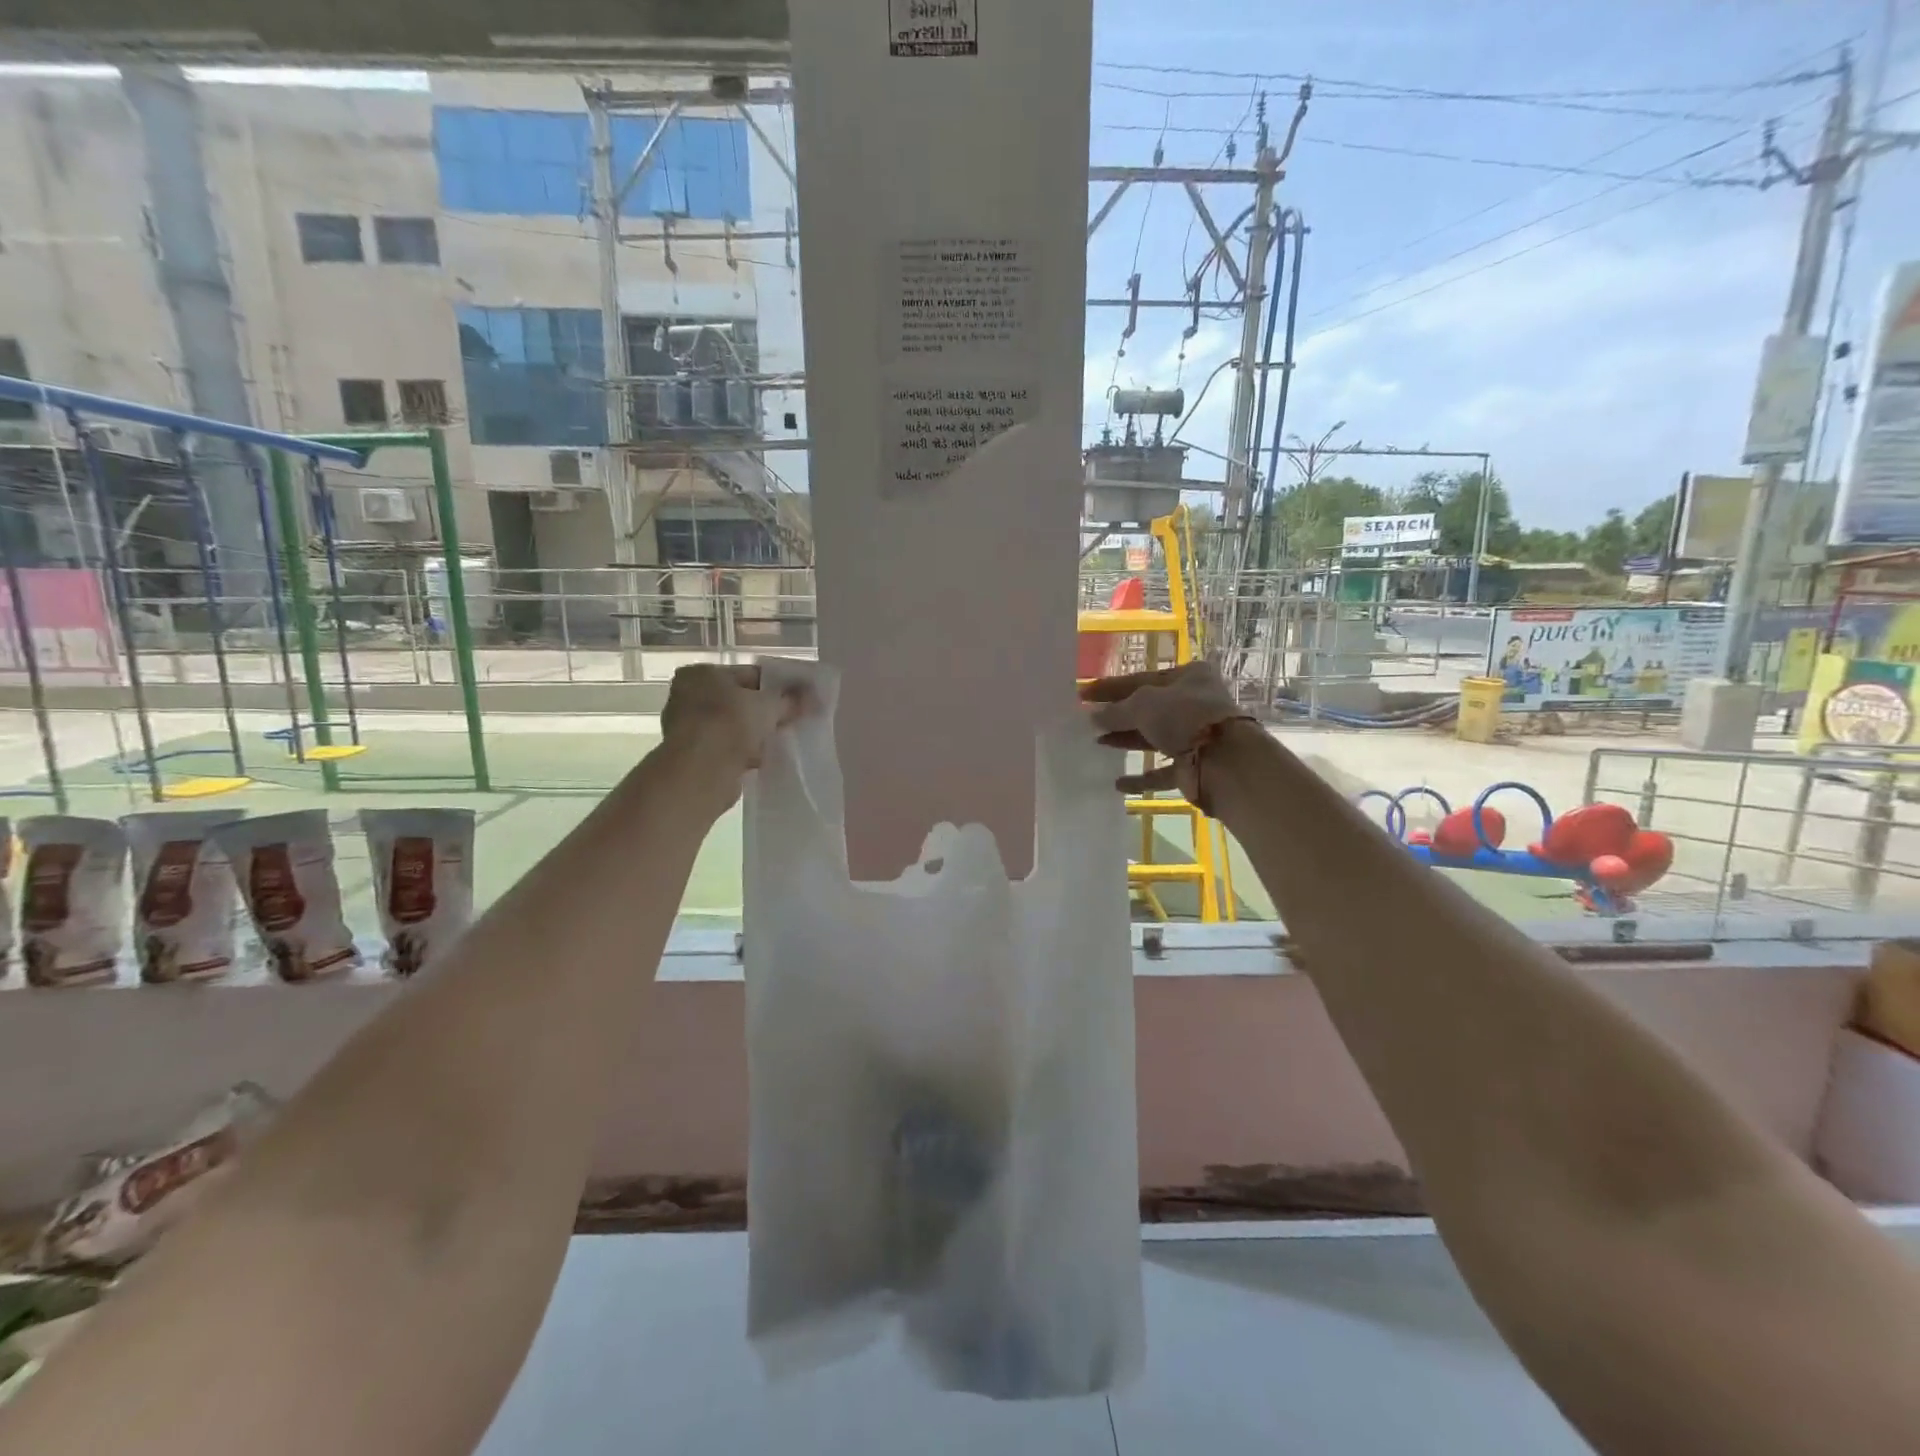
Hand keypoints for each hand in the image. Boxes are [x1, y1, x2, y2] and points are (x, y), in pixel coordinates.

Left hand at [661, 664, 809, 781]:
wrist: (701, 772)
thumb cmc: (730, 724)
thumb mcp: (769, 706)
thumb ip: (792, 699)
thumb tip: (816, 696)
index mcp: (701, 674)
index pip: (748, 674)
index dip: (777, 685)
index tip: (799, 697)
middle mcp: (689, 696)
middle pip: (740, 700)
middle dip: (766, 711)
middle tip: (794, 718)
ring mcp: (689, 728)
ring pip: (735, 726)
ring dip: (757, 733)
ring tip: (784, 738)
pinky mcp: (695, 756)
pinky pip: (729, 748)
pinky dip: (746, 752)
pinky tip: (767, 757)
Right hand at [1081, 662, 1252, 809]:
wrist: (1225, 761)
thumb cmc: (1184, 717)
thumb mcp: (1142, 704)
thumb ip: (1115, 711)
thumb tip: (1093, 717)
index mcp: (1189, 677)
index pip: (1141, 679)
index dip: (1111, 687)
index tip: (1083, 694)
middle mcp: (1195, 703)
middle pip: (1149, 708)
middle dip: (1119, 715)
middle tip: (1088, 721)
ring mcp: (1196, 736)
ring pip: (1155, 737)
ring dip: (1126, 740)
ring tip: (1097, 743)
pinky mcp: (1195, 766)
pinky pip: (1163, 771)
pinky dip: (1142, 777)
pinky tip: (1118, 783)